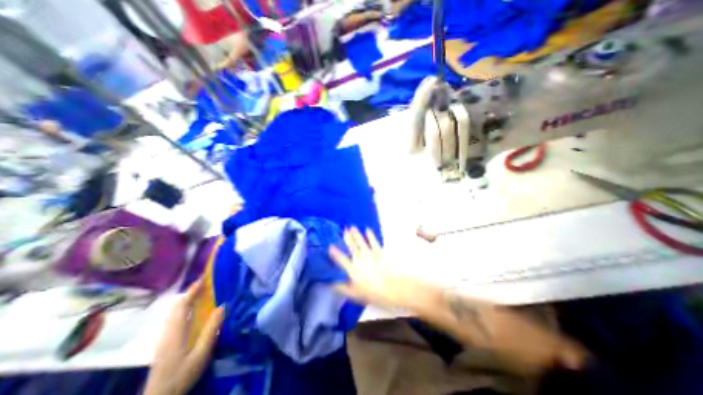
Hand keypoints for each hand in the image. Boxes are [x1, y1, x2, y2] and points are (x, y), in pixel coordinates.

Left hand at [140, 279, 220, 394]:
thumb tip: (222, 306)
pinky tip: (193, 310)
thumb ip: (211, 329)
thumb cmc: (182, 374)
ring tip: (202, 293)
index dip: (192, 291)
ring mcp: (164, 336)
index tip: (203, 279)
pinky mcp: (165, 341)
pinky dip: (184, 308)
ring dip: (187, 299)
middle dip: (190, 293)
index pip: (182, 306)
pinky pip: (174, 318)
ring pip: (174, 312)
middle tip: (205, 283)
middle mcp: (167, 331)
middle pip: (176, 306)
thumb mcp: (201, 352)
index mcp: (176, 331)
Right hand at [329, 229, 422, 311]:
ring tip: (352, 227)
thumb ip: (342, 287)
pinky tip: (367, 230)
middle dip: (347, 238)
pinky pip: (374, 241)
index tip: (330, 246)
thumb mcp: (354, 294)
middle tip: (343, 230)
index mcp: (352, 269)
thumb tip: (330, 283)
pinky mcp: (379, 252)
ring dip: (356, 234)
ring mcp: (370, 254)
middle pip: (351, 247)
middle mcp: (360, 259)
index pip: (341, 259)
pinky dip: (370, 235)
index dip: (335, 252)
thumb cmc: (372, 293)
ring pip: (361, 242)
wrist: (392, 288)